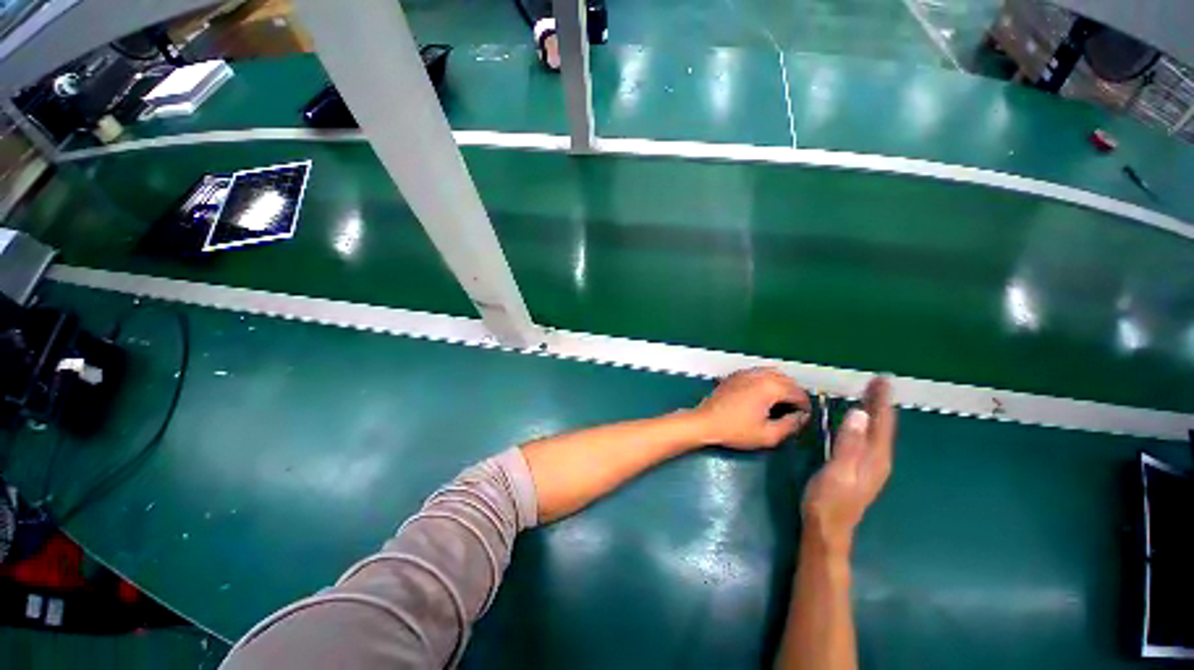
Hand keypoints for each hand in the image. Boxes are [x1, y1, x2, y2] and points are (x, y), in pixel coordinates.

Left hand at [693, 368, 810, 449]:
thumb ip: (790, 425)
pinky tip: (763, 395)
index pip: (798, 392)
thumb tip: (801, 417)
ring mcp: (745, 373)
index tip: (803, 417)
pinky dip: (766, 380)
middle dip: (794, 394)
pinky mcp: (735, 375)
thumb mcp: (768, 435)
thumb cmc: (735, 430)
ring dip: (781, 385)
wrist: (706, 422)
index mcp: (770, 387)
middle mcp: (759, 375)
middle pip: (787, 379)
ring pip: (772, 373)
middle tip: (793, 411)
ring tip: (780, 403)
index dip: (805, 406)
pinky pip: (757, 373)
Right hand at [801, 377, 895, 556]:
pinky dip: (868, 425)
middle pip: (883, 427)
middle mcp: (879, 460)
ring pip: (877, 433)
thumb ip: (849, 444)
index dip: (882, 401)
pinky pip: (869, 439)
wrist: (827, 529)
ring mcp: (871, 466)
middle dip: (881, 404)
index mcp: (875, 458)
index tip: (882, 380)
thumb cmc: (829, 500)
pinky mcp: (861, 469)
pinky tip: (860, 422)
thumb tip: (859, 413)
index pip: (882, 423)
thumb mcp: (838, 471)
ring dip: (876, 413)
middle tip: (877, 383)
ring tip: (870, 396)